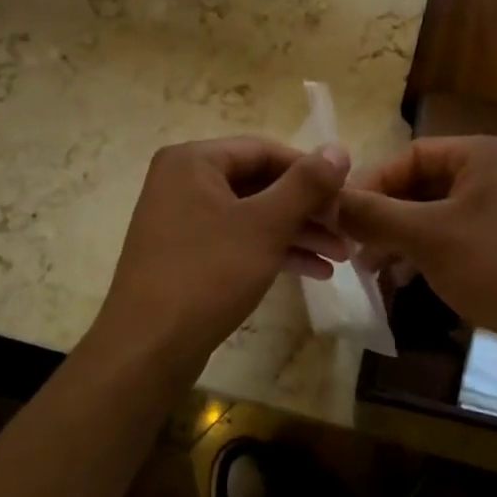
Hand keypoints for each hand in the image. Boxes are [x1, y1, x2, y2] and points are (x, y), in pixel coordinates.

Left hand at [96, 136, 351, 372]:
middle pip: (259, 183)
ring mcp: (182, 220)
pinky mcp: (187, 254)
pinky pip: (238, 240)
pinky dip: (273, 251)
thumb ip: (305, 184)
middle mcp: (183, 182)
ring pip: (252, 216)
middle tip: (347, 229)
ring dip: (297, 233)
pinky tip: (315, 272)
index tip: (347, 194)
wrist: (149, 347)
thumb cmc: (209, 273)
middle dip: (307, 209)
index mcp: (193, 161)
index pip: (265, 151)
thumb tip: (338, 149)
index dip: (311, 171)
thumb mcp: (265, 225)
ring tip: (341, 256)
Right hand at [337, 136, 496, 366]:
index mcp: (481, 155)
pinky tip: (404, 279)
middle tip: (352, 246)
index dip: (372, 183)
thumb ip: (375, 215)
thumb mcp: (427, 237)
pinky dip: (426, 253)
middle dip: (385, 216)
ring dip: (400, 237)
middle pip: (422, 185)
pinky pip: (456, 237)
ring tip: (370, 268)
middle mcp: (496, 173)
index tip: (341, 215)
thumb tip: (331, 201)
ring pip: (436, 214)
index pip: (410, 155)